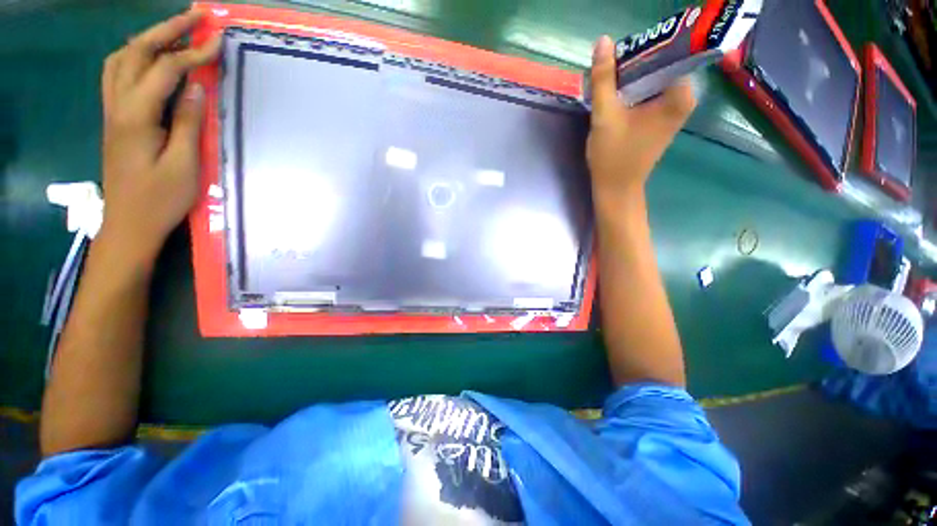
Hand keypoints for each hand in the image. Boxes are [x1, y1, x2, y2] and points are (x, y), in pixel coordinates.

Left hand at [99, 11, 220, 260]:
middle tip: (195, 16)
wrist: (128, 225)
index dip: (193, 53)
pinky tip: (152, 60)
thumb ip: (189, 124)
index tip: (218, 41)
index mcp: (137, 116)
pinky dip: (136, 57)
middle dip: (167, 29)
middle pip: (136, 52)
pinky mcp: (115, 120)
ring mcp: (113, 111)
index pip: (165, 71)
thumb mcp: (184, 165)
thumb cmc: (160, 200)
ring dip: (148, 39)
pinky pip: (119, 75)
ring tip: (175, 32)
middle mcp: (118, 105)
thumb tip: (197, 88)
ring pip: (122, 59)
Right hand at [586, 35, 696, 199]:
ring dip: (629, 78)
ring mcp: (674, 108)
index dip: (642, 49)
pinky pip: (649, 92)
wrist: (616, 188)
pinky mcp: (662, 117)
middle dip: (632, 65)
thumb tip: (603, 41)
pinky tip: (615, 98)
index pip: (669, 52)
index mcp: (680, 95)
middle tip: (608, 72)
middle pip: (660, 64)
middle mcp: (684, 98)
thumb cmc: (613, 156)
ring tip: (608, 85)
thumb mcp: (605, 115)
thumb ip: (604, 79)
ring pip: (652, 78)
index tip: (618, 57)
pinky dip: (632, 91)